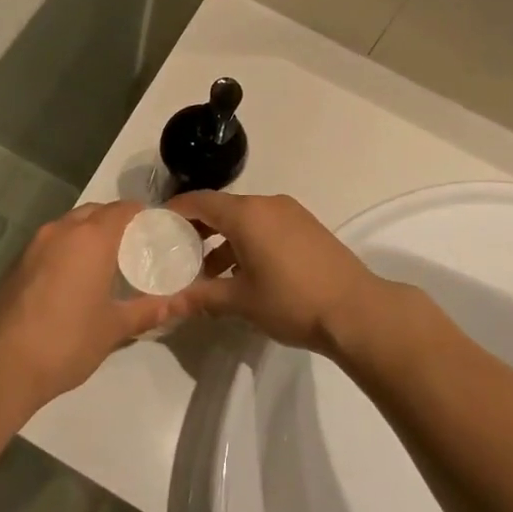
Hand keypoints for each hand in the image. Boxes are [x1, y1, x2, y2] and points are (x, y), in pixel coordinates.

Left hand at [0, 202, 189, 407]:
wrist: (1, 364)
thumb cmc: (67, 340)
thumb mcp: (115, 328)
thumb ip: (150, 310)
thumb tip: (182, 304)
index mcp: (91, 237)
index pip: (124, 209)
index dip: (143, 215)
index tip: (157, 232)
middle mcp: (62, 230)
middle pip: (96, 211)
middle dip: (116, 222)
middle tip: (135, 248)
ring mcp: (35, 244)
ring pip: (70, 225)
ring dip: (89, 234)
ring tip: (106, 263)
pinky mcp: (17, 262)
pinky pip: (51, 242)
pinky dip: (68, 249)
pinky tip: (74, 279)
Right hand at [166, 192, 388, 356]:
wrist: (357, 310)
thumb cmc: (292, 301)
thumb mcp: (241, 301)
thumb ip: (202, 297)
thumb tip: (168, 304)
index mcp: (246, 214)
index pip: (200, 201)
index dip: (175, 212)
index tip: (155, 227)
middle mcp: (267, 204)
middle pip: (222, 208)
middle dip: (198, 229)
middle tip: (176, 253)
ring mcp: (290, 213)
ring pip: (245, 219)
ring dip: (223, 240)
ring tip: (207, 273)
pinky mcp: (306, 227)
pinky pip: (265, 226)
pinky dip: (246, 241)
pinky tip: (242, 273)